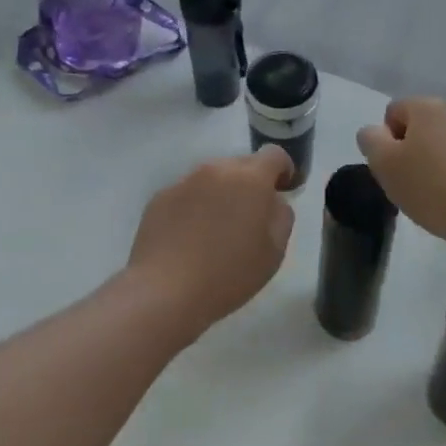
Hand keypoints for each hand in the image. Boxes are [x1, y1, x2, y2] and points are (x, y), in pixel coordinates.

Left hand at [127, 147, 294, 341]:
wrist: (165, 291)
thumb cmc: (228, 274)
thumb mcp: (274, 252)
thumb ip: (281, 216)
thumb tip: (272, 200)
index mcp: (250, 178)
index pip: (274, 154)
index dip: (283, 169)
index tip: (283, 190)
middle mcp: (216, 169)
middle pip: (241, 165)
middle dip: (250, 184)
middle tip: (249, 219)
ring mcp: (185, 181)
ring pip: (212, 178)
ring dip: (221, 194)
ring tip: (216, 232)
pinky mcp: (161, 197)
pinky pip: (187, 194)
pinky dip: (194, 207)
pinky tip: (190, 239)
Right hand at [356, 97, 445, 253]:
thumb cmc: (433, 190)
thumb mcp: (385, 166)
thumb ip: (371, 140)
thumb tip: (375, 132)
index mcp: (427, 106)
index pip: (394, 112)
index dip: (388, 141)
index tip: (395, 170)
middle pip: (423, 124)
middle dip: (415, 148)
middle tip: (414, 183)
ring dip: (439, 158)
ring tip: (440, 193)